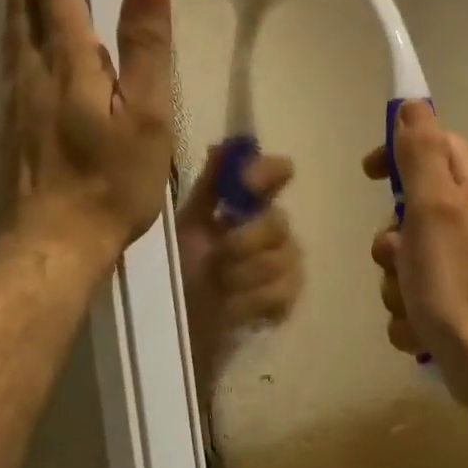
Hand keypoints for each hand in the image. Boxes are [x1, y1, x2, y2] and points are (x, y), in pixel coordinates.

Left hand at [1, 0, 172, 265]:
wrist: (54, 243)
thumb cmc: (110, 182)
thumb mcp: (146, 117)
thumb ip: (146, 51)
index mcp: (69, 65)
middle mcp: (34, 74)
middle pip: (23, 7)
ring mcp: (17, 102)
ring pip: (11, 34)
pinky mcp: (12, 128)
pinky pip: (10, 62)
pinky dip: (12, 33)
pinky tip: (17, 42)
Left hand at [176, 145, 303, 383]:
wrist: (180, 321)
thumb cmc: (181, 266)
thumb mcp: (187, 223)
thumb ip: (209, 186)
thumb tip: (222, 145)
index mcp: (248, 205)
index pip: (275, 173)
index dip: (267, 173)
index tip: (247, 183)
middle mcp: (273, 228)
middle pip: (278, 222)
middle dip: (245, 240)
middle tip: (218, 255)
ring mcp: (285, 264)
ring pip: (281, 259)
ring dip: (243, 274)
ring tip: (218, 285)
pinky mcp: (286, 299)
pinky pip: (283, 291)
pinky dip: (253, 300)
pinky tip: (233, 305)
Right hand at [364, 101, 467, 407]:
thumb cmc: (457, 280)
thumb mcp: (433, 206)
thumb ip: (422, 152)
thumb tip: (413, 103)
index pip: (433, 143)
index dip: (398, 154)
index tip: (370, 175)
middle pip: (412, 206)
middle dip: (392, 238)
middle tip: (397, 257)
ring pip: (407, 254)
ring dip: (396, 280)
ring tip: (411, 301)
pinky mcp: (461, 298)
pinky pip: (416, 291)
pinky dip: (410, 309)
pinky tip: (420, 327)